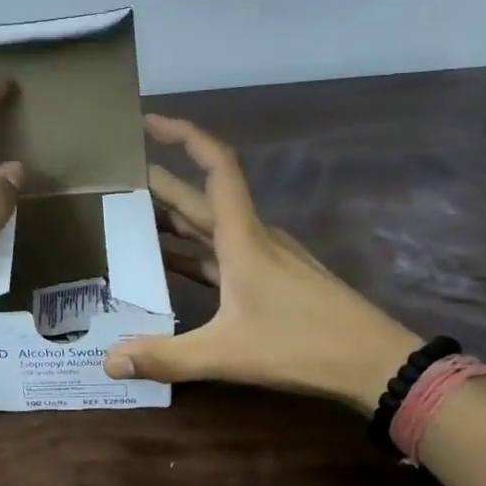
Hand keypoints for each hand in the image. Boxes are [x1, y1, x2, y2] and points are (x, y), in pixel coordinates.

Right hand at [103, 114, 418, 408]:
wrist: (375, 363)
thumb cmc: (302, 346)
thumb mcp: (226, 354)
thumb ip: (165, 357)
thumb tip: (109, 361)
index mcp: (242, 237)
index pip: (215, 165)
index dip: (183, 135)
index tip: (148, 122)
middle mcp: (253, 236)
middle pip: (201, 197)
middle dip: (160, 184)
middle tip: (115, 181)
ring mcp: (266, 257)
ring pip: (211, 226)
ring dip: (174, 220)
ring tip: (131, 220)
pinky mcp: (272, 278)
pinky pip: (222, 253)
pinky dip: (193, 252)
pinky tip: (171, 265)